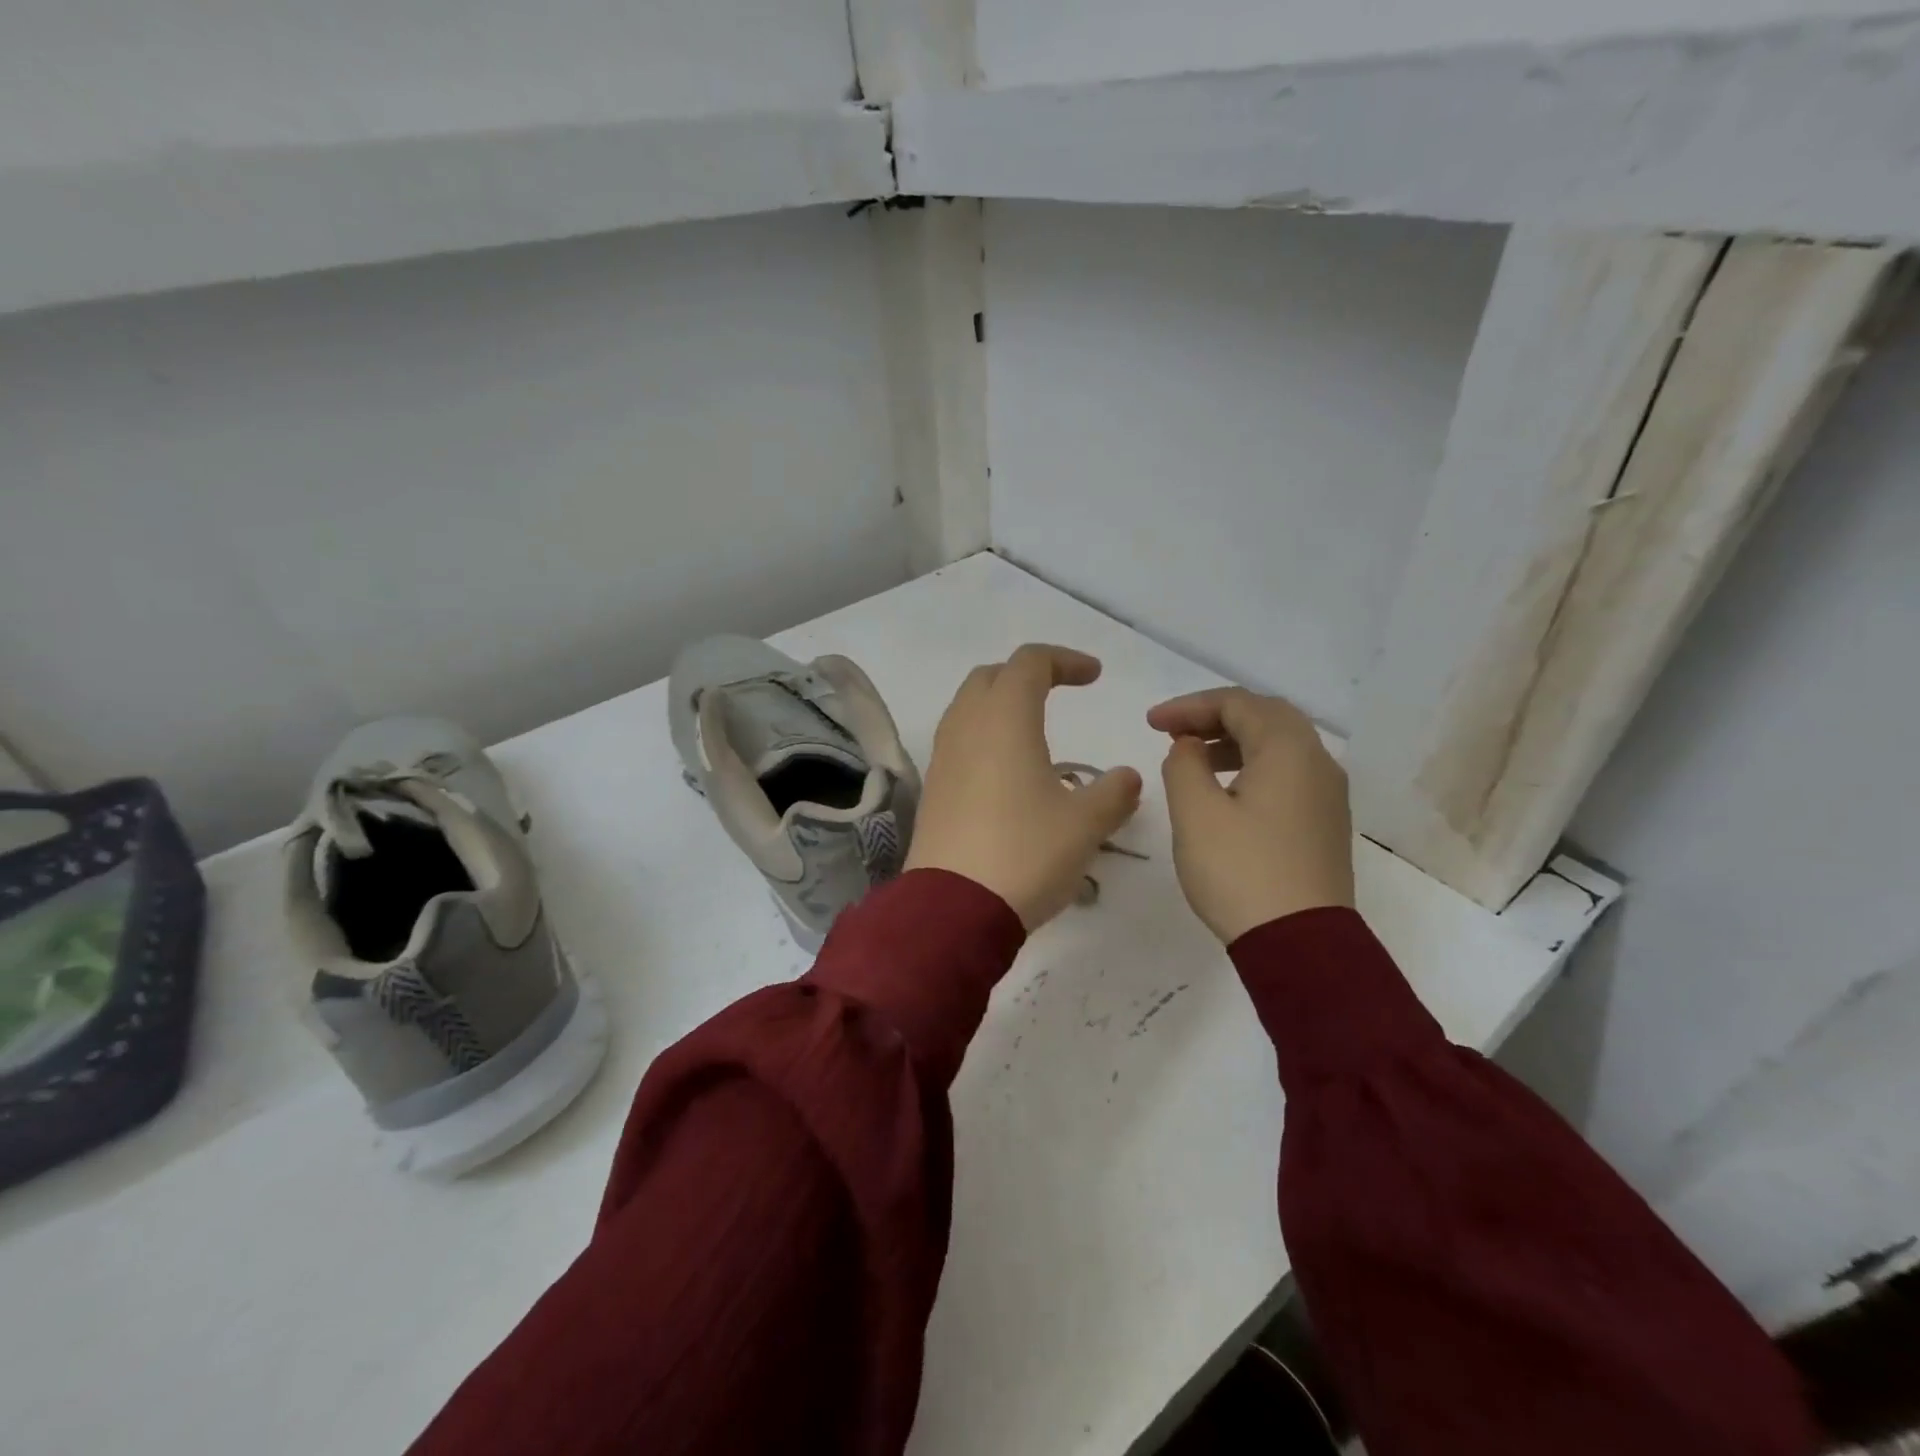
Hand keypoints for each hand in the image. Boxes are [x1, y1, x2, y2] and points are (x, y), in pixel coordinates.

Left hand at [906, 645, 1143, 930]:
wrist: (953, 910)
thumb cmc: (1025, 854)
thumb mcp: (1085, 825)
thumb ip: (1113, 793)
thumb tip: (1126, 777)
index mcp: (1005, 720)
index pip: (1030, 662)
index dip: (1064, 660)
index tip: (1094, 676)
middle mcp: (967, 727)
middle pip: (991, 676)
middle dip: (1027, 674)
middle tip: (1059, 692)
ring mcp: (943, 758)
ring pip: (968, 707)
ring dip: (1000, 703)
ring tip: (1032, 729)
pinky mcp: (933, 789)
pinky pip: (957, 741)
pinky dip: (983, 736)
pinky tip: (1006, 771)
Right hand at [1148, 688, 1353, 944]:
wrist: (1300, 943)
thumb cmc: (1240, 870)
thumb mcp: (1196, 812)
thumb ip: (1184, 765)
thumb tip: (1190, 747)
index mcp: (1288, 749)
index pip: (1237, 703)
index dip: (1189, 706)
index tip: (1151, 724)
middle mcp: (1317, 761)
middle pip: (1265, 716)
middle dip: (1214, 716)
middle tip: (1174, 732)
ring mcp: (1327, 794)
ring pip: (1280, 745)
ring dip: (1234, 740)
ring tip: (1194, 757)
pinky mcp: (1324, 822)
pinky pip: (1288, 773)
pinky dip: (1253, 765)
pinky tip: (1227, 790)